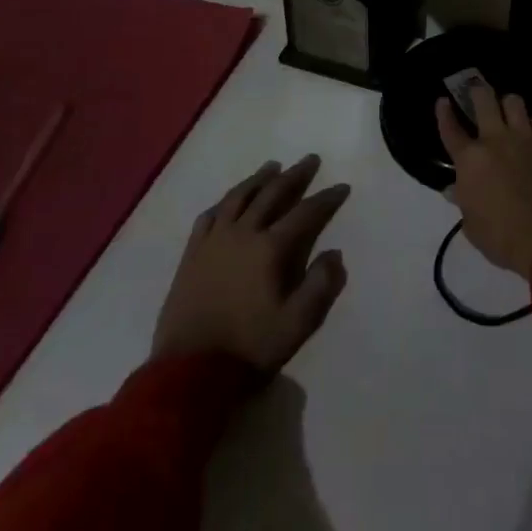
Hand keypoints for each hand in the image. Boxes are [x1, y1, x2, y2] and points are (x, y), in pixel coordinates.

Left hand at [152, 155, 350, 371]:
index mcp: (270, 249)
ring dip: (259, 179)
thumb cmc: (249, 348)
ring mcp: (213, 241)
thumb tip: (334, 254)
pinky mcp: (192, 254)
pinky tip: (229, 200)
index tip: (342, 187)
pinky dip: (224, 202)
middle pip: (272, 194)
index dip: (326, 199)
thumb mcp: (296, 325)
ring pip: (239, 197)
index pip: (305, 213)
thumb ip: (320, 286)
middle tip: (310, 160)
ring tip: (272, 167)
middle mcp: (242, 234)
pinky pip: (209, 216)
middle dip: (295, 176)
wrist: (189, 371)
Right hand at [437, 83, 531, 279]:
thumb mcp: (472, 226)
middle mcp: (497, 140)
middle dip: (478, 91)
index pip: (451, 129)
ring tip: (510, 113)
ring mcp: (527, 139)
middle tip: (477, 91)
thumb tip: (455, 189)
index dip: (444, 114)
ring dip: (509, 106)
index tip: (443, 101)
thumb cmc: (503, 238)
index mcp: (471, 160)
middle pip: (484, 100)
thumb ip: (463, 201)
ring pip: (515, 102)